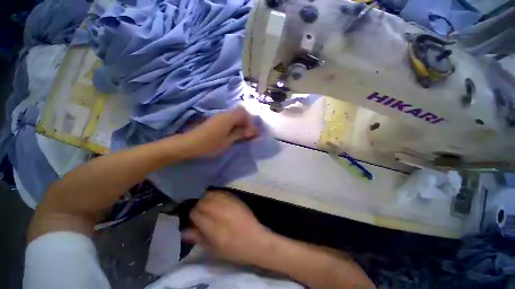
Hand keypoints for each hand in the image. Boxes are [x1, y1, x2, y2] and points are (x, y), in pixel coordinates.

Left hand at [180, 107, 258, 158]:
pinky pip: (229, 120)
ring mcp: (218, 117)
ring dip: (241, 124)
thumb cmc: (209, 144)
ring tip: (243, 135)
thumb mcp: (227, 141)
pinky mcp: (215, 121)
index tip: (253, 133)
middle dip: (247, 122)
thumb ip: (240, 134)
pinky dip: (234, 125)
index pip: (244, 113)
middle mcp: (224, 114)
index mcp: (228, 117)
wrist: (188, 145)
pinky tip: (234, 134)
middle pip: (240, 113)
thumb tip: (252, 131)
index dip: (251, 121)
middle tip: (249, 134)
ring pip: (234, 116)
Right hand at [183, 191, 273, 264]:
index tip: (193, 219)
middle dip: (198, 206)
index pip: (196, 213)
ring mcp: (230, 203)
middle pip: (202, 201)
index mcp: (214, 228)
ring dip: (206, 198)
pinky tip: (216, 199)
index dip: (192, 215)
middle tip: (200, 212)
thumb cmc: (234, 249)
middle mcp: (221, 212)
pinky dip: (216, 194)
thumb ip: (198, 237)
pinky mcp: (236, 199)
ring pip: (211, 194)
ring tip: (207, 205)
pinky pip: (222, 192)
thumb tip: (184, 230)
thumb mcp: (213, 250)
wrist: (255, 240)